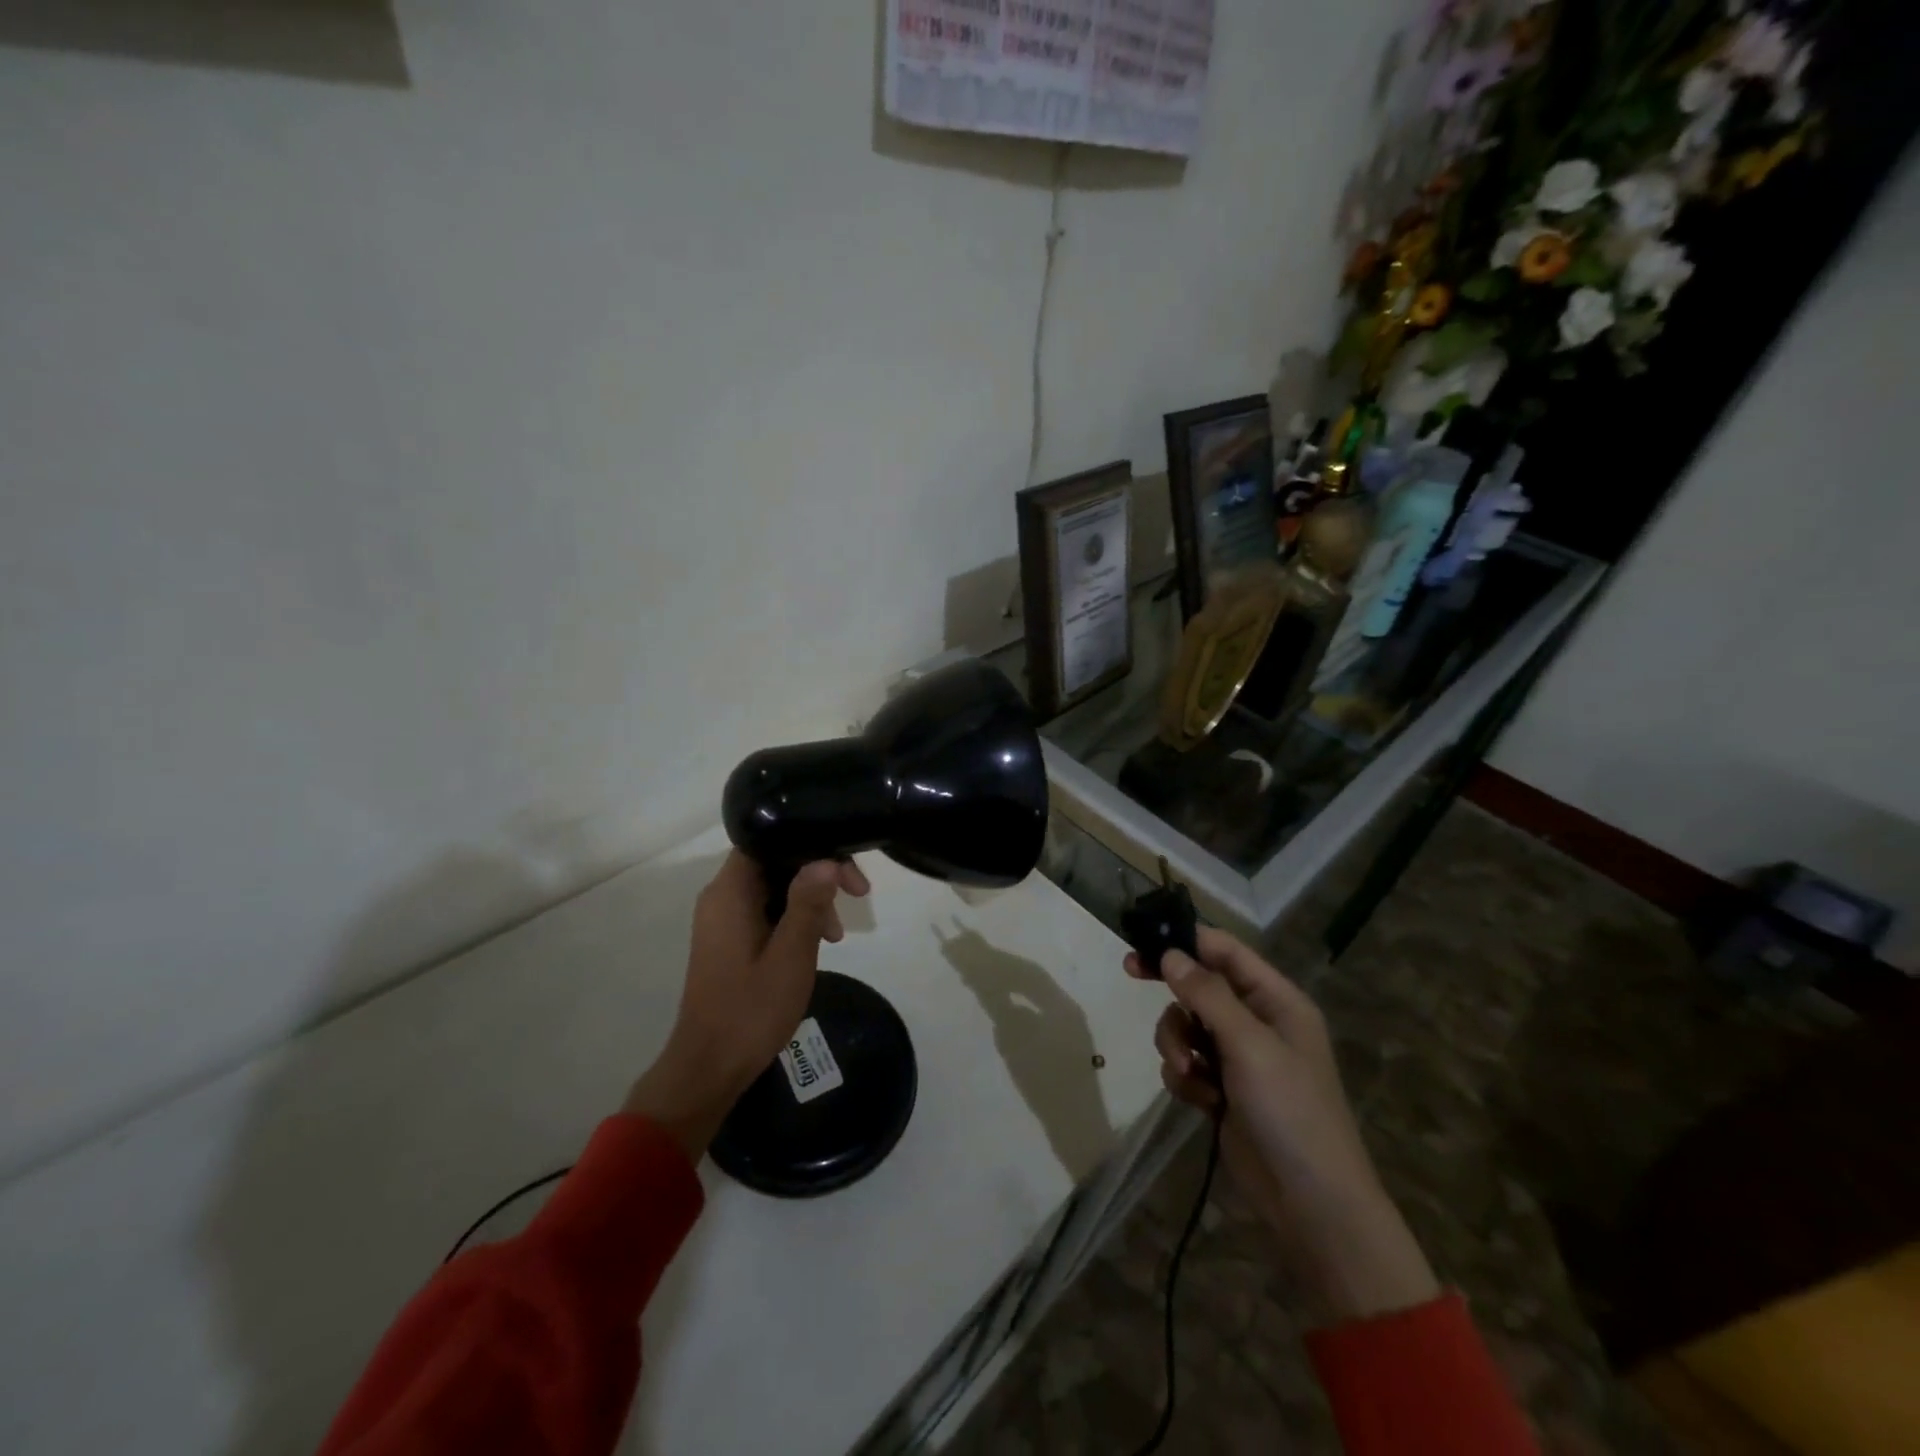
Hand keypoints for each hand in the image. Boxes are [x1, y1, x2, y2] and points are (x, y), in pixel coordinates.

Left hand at [625, 852, 870, 1159]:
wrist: (709, 1068)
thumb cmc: (751, 1010)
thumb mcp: (791, 955)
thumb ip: (808, 903)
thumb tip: (826, 859)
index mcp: (730, 892)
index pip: (769, 840)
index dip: (810, 844)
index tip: (847, 871)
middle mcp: (721, 897)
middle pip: (775, 861)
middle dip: (818, 874)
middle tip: (857, 897)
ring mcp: (723, 919)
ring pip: (774, 887)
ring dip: (810, 900)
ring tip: (837, 935)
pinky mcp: (729, 939)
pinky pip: (766, 910)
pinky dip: (794, 918)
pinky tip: (818, 942)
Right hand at [1127, 928, 1439, 1323]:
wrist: (1311, 1204)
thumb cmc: (1290, 1111)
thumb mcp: (1249, 1045)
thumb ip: (1206, 994)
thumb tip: (1171, 954)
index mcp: (1276, 1000)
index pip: (1226, 951)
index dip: (1187, 939)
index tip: (1145, 939)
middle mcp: (1257, 1021)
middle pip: (1199, 984)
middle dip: (1171, 989)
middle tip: (1130, 972)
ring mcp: (1239, 1057)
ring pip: (1186, 1025)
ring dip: (1177, 1043)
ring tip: (1190, 1073)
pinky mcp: (1222, 1089)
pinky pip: (1186, 1062)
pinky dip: (1185, 1076)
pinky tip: (1200, 1100)